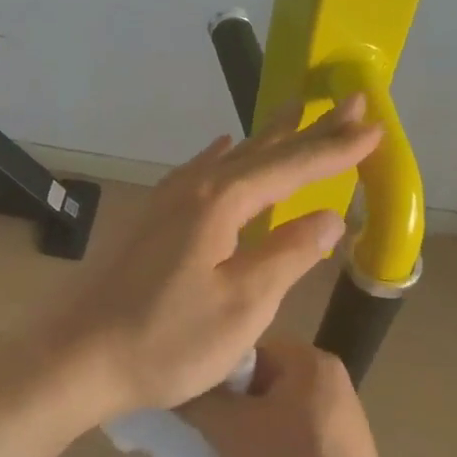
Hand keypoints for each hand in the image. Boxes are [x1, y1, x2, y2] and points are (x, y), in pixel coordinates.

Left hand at [46, 98, 380, 419]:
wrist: (81, 357)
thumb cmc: (168, 339)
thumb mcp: (243, 305)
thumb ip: (289, 254)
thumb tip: (330, 214)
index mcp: (221, 203)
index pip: (292, 167)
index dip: (336, 148)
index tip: (375, 125)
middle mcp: (194, 188)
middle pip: (262, 152)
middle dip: (309, 129)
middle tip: (348, 100)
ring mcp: (167, 201)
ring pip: (231, 158)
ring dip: (269, 138)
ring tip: (296, 112)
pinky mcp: (152, 219)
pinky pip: (201, 172)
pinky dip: (225, 157)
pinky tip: (224, 147)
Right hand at [179, 339, 410, 456]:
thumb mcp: (233, 432)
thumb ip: (197, 399)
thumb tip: (168, 379)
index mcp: (309, 362)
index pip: (244, 346)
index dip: (211, 369)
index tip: (183, 393)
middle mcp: (325, 380)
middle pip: (255, 376)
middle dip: (223, 399)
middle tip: (193, 423)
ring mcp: (332, 417)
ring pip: (266, 408)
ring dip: (238, 425)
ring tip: (212, 447)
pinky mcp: (332, 452)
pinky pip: (283, 433)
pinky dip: (259, 445)